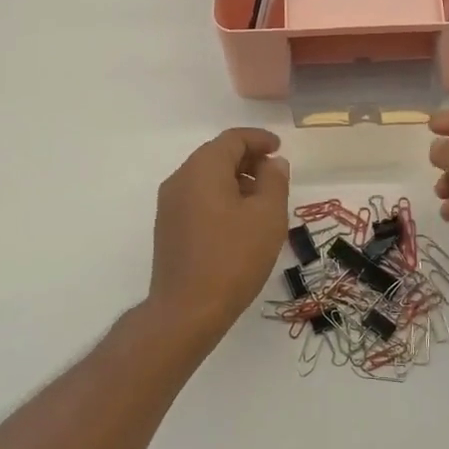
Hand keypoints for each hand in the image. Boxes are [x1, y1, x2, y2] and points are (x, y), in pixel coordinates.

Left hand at [147, 128, 290, 336]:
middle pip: (216, 155)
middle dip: (247, 159)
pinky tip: (239, 221)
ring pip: (206, 177)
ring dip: (235, 180)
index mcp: (203, 168)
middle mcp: (180, 178)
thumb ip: (274, 181)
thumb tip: (273, 163)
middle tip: (274, 174)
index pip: (232, 139)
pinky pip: (197, 197)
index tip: (280, 148)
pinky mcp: (168, 227)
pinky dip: (220, 197)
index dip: (259, 139)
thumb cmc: (233, 257)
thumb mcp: (267, 216)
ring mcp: (169, 204)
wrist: (187, 310)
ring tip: (262, 200)